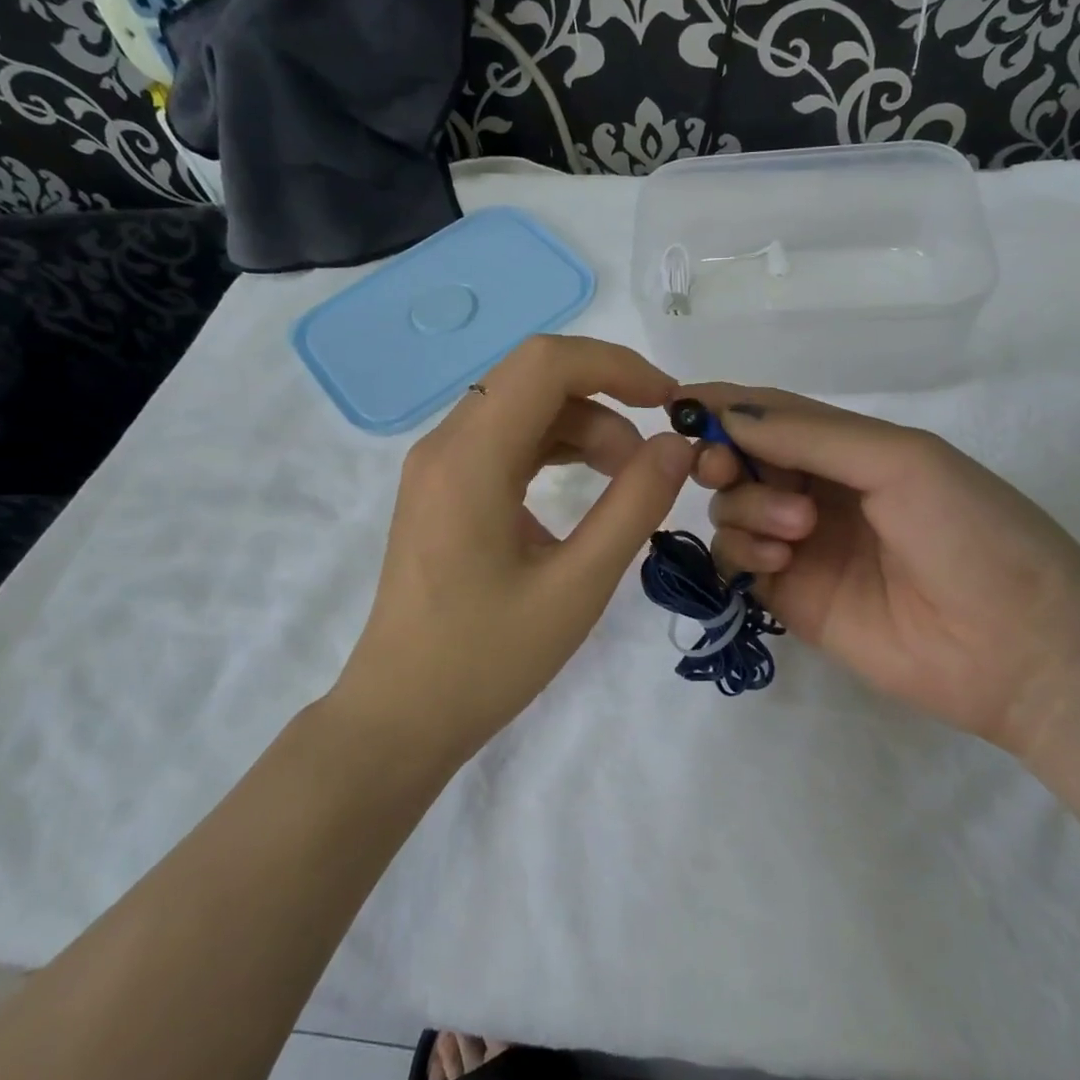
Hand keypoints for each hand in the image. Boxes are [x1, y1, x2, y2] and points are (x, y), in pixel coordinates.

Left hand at [339, 337, 695, 760]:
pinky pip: (504, 442)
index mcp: (470, 458)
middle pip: (534, 378)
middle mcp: (445, 445)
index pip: (546, 363)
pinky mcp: (442, 490)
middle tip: (651, 460)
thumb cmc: (487, 660)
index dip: (616, 365)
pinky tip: (583, 493)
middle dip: (605, 401)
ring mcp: (438, 466)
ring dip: (582, 428)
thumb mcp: (577, 586)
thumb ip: (634, 506)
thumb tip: (677, 445)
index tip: (668, 402)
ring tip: (627, 482)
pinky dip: (553, 450)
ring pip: (522, 408)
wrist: (401, 715)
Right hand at [687, 387, 1079, 754]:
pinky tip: (779, 561)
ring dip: (745, 506)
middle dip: (721, 456)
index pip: (772, 414)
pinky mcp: (789, 596)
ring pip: (730, 508)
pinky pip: (736, 560)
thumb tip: (728, 414)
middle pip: (739, 459)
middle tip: (723, 467)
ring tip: (796, 530)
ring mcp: (801, 545)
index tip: (676, 402)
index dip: (724, 404)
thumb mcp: (900, 461)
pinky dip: (741, 550)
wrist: (1018, 647)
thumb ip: (811, 435)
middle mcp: (818, 490)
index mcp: (850, 448)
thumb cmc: (971, 532)